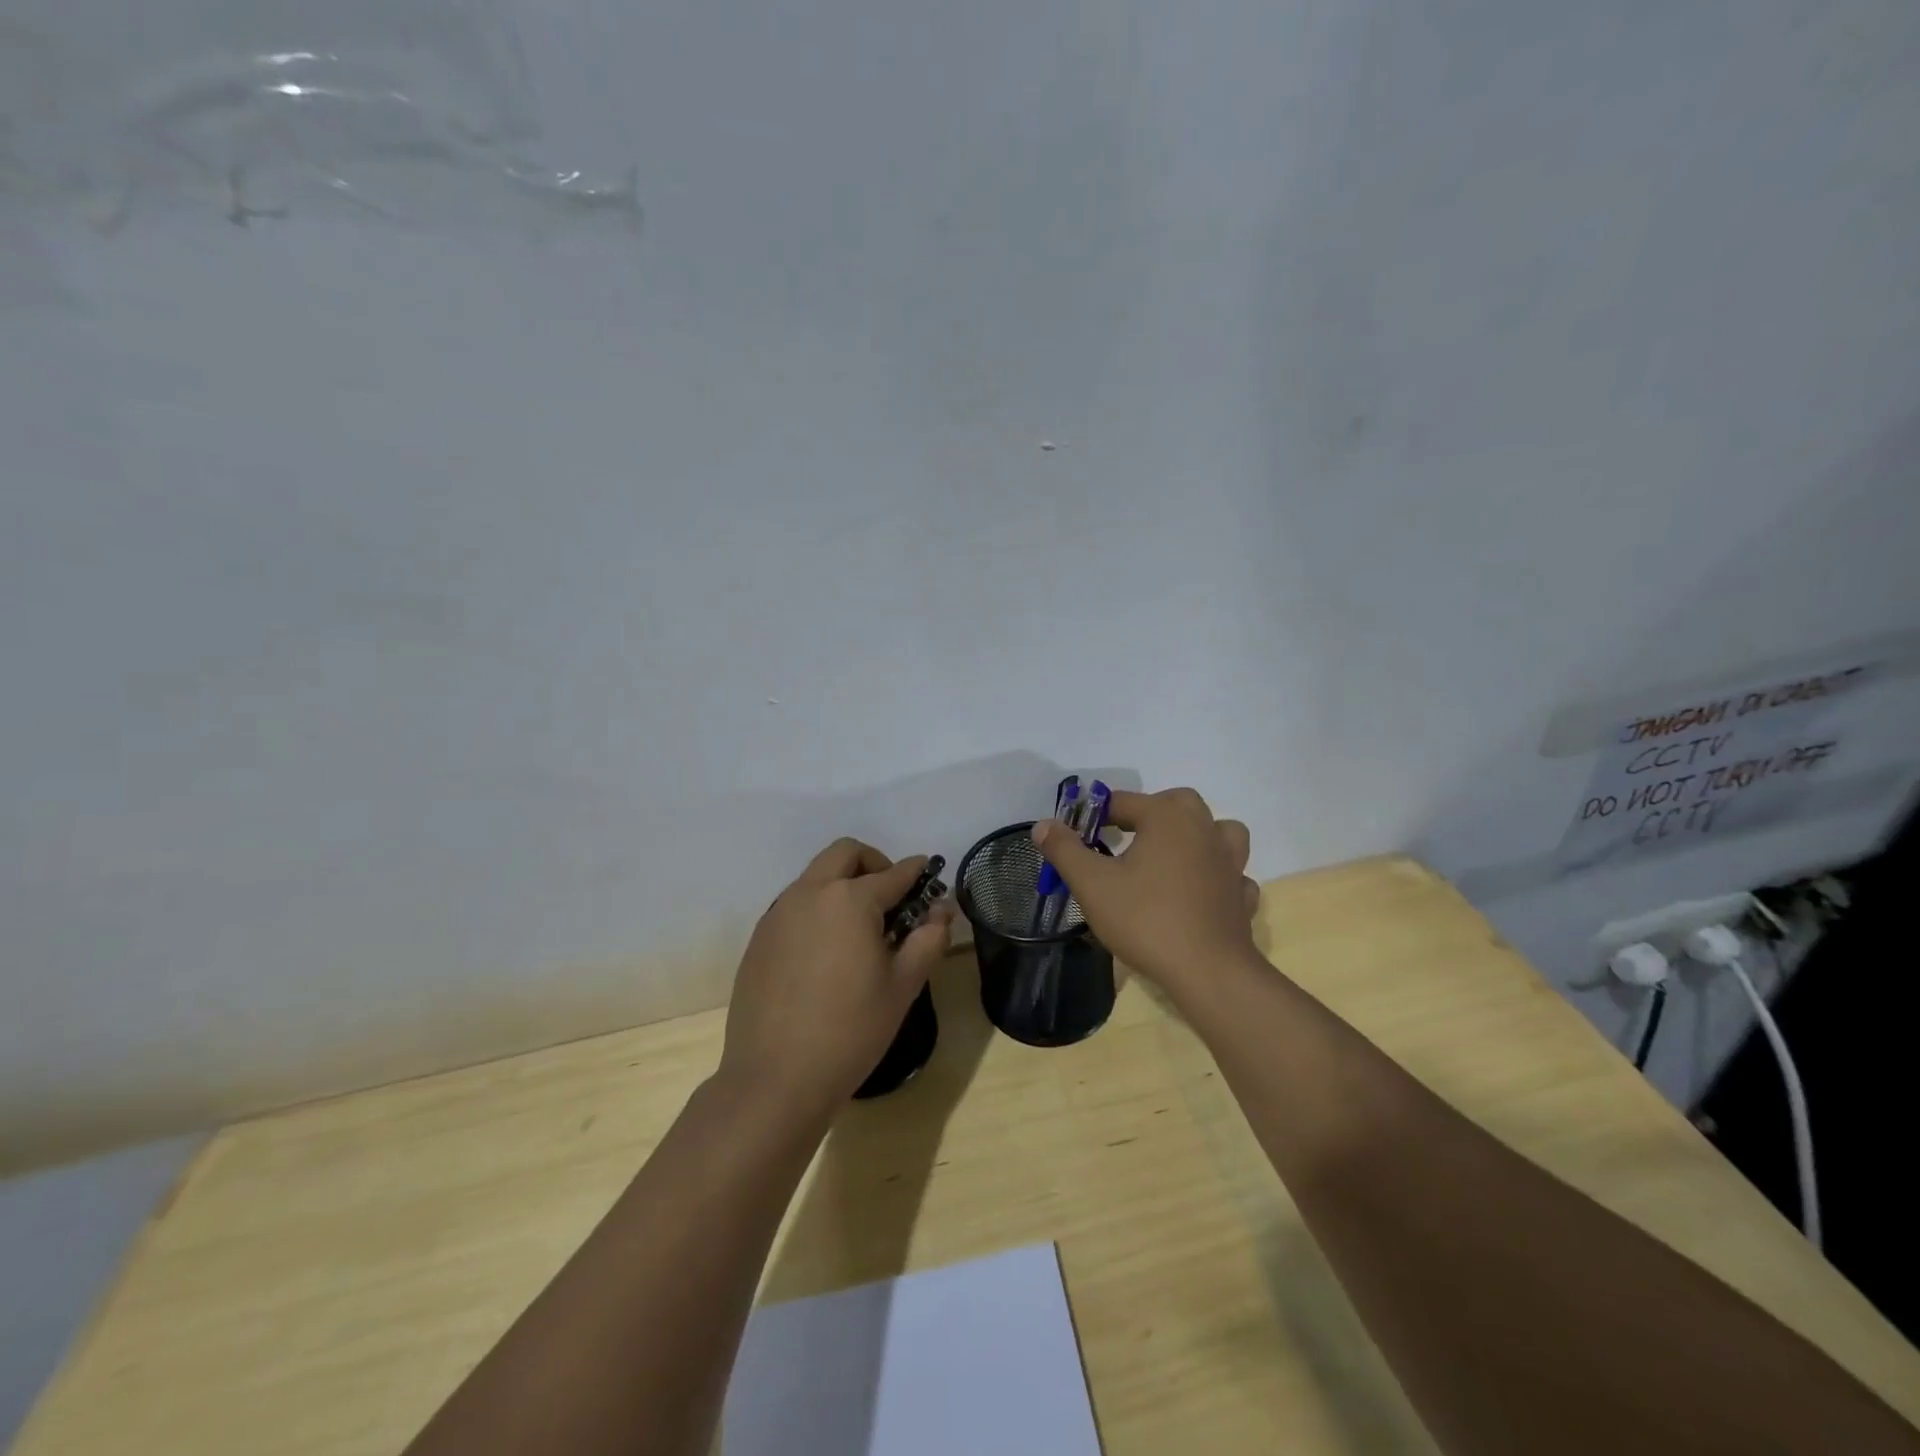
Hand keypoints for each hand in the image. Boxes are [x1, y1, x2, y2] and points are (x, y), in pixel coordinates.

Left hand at [718, 838, 955, 1118]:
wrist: (774, 1079)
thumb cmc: (850, 1031)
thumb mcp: (902, 986)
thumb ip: (928, 939)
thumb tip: (943, 909)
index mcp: (850, 900)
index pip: (893, 873)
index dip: (917, 872)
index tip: (929, 874)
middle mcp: (810, 893)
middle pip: (845, 853)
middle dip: (873, 863)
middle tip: (891, 896)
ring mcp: (778, 914)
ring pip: (815, 876)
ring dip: (842, 883)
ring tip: (859, 928)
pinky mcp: (759, 938)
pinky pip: (794, 904)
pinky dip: (817, 908)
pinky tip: (826, 951)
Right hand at [1032, 787, 1259, 997]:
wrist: (1208, 972)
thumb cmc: (1145, 920)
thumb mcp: (1092, 885)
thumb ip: (1064, 850)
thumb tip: (1043, 825)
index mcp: (1167, 818)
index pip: (1124, 801)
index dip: (1096, 815)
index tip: (1079, 837)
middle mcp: (1203, 829)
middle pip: (1177, 803)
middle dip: (1150, 813)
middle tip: (1125, 838)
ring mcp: (1230, 862)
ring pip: (1217, 831)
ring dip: (1195, 836)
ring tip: (1170, 856)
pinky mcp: (1241, 895)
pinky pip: (1230, 873)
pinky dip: (1215, 876)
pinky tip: (1198, 893)